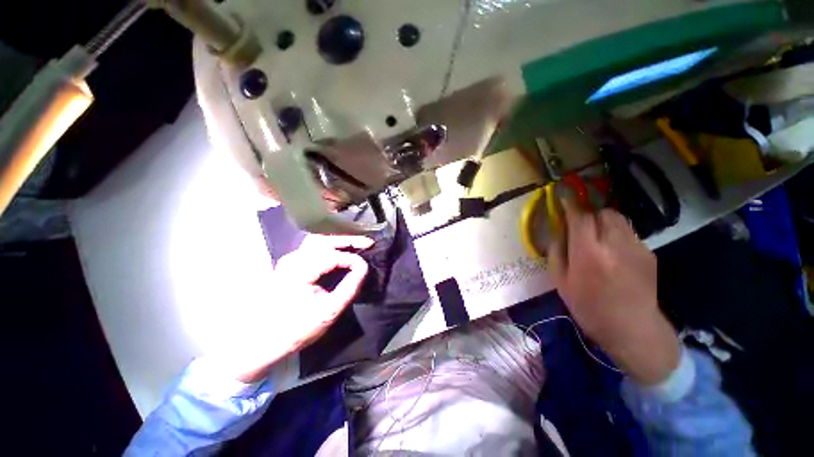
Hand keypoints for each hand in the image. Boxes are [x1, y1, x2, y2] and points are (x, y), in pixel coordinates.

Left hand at [219, 234, 372, 382]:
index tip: (365, 266)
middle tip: (367, 243)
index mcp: (298, 272)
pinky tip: (340, 250)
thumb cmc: (298, 329)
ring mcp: (289, 260)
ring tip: (356, 244)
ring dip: (338, 241)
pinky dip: (330, 246)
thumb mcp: (329, 311)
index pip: (331, 256)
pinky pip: (313, 248)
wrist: (265, 341)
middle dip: (347, 240)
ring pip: (317, 241)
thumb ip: (349, 287)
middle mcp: (291, 260)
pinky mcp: (290, 263)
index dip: (351, 258)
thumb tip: (363, 267)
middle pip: (323, 240)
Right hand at [549, 200, 679, 384]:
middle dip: (589, 214)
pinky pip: (628, 233)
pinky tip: (613, 253)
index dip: (570, 204)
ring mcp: (636, 247)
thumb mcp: (560, 282)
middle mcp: (614, 244)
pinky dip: (616, 234)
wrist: (632, 328)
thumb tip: (558, 231)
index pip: (579, 217)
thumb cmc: (589, 307)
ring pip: (618, 219)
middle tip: (580, 226)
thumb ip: (557, 252)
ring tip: (597, 238)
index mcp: (588, 253)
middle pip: (602, 213)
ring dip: (603, 222)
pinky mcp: (648, 253)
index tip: (563, 196)